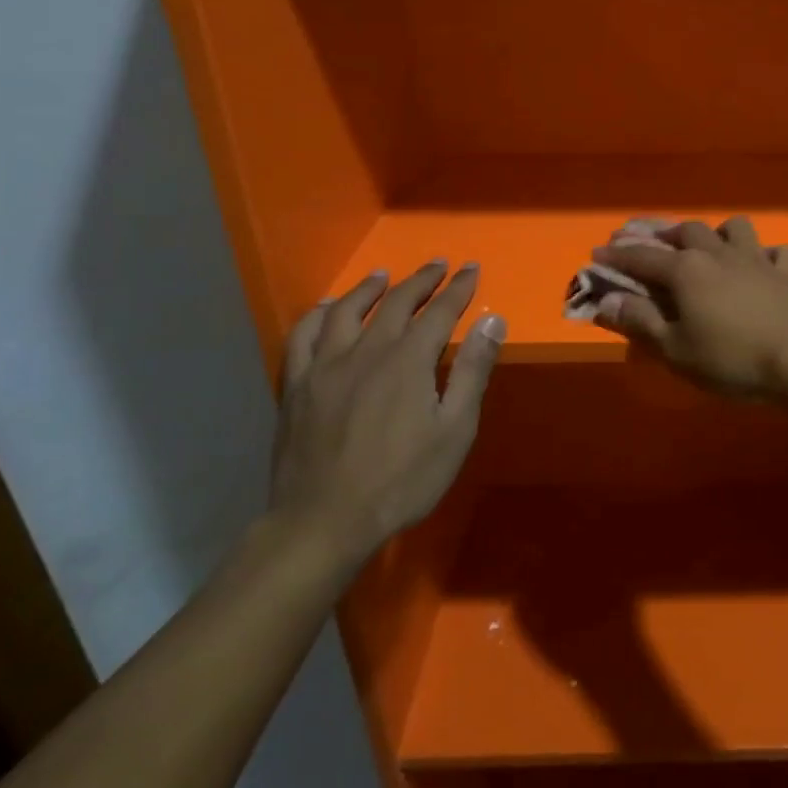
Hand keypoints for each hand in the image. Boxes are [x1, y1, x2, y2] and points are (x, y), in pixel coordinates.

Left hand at [272, 262, 504, 570]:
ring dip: (369, 288)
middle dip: (421, 280)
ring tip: (383, 275)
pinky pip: (302, 337)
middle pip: (395, 302)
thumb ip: (472, 372)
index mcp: (408, 360)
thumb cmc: (400, 481)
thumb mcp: (454, 431)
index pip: (440, 311)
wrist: (322, 522)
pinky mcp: (296, 386)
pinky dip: (316, 315)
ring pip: (345, 311)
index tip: (471, 268)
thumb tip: (491, 320)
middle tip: (438, 264)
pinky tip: (324, 308)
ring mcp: (324, 366)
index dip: (458, 288)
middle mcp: (366, 351)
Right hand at [591, 217, 787, 399]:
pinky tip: (761, 266)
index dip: (617, 255)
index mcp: (686, 270)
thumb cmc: (729, 358)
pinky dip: (766, 256)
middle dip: (661, 233)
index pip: (642, 256)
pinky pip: (776, 252)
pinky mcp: (786, 275)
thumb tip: (607, 300)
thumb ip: (639, 321)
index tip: (597, 254)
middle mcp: (719, 254)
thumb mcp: (674, 348)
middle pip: (686, 230)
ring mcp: (756, 260)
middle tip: (645, 241)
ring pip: (734, 228)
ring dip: (716, 233)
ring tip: (707, 246)